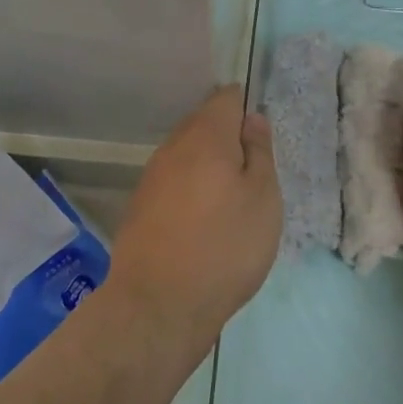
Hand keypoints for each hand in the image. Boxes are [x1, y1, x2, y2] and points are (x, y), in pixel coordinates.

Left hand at [108, 86, 280, 347]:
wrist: (158, 306)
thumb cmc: (224, 246)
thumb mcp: (263, 198)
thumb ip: (259, 152)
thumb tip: (251, 119)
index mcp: (205, 136)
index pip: (226, 98)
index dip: (246, 108)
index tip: (261, 141)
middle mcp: (173, 147)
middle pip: (203, 124)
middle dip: (228, 139)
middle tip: (253, 177)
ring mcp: (151, 177)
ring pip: (187, 155)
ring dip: (208, 167)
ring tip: (231, 203)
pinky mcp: (140, 207)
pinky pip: (173, 182)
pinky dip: (191, 191)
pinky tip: (203, 223)